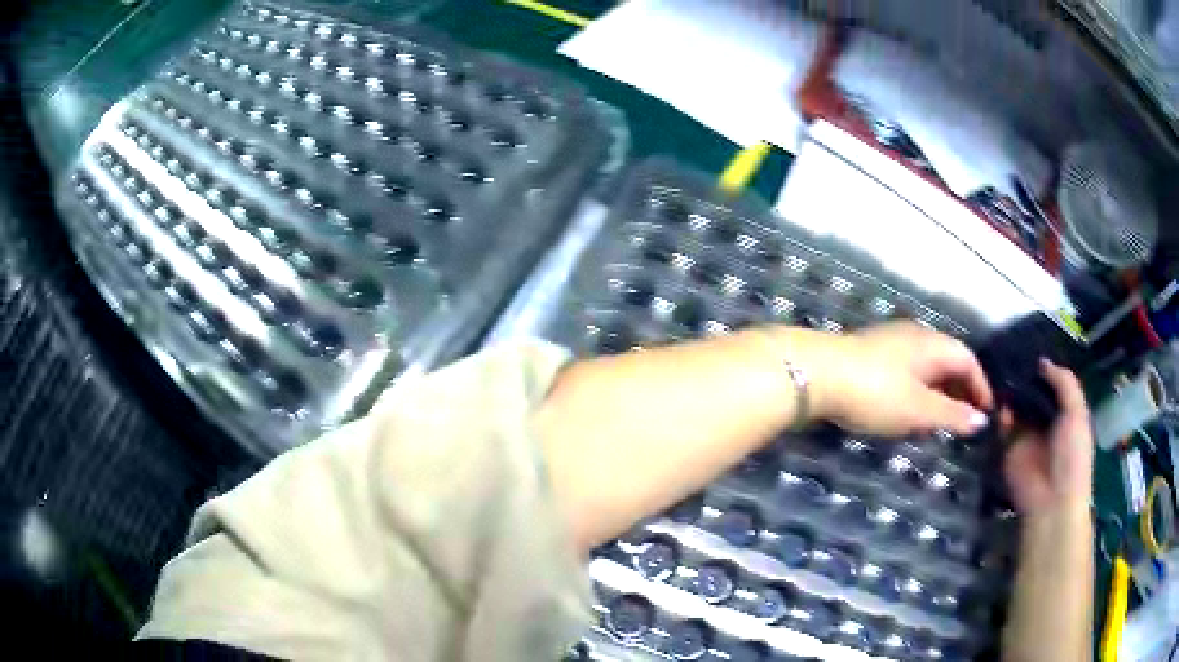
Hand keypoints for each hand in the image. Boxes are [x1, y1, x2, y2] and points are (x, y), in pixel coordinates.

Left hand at [805, 321, 992, 436]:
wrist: (817, 374)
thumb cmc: (876, 392)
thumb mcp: (919, 410)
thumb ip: (951, 415)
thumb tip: (981, 420)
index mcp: (933, 344)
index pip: (968, 359)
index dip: (981, 385)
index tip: (987, 413)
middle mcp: (915, 335)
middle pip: (948, 359)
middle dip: (961, 389)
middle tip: (966, 419)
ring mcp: (891, 341)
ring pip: (927, 365)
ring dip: (939, 390)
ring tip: (942, 419)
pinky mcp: (870, 353)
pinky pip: (908, 370)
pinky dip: (919, 389)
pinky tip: (910, 409)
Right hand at [1003, 360, 1093, 514]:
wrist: (1051, 500)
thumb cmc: (1072, 455)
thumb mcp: (1077, 413)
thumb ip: (1064, 383)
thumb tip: (1042, 362)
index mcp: (1065, 411)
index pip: (1053, 382)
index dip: (1045, 365)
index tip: (1031, 342)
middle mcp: (1045, 419)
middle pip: (1033, 391)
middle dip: (1024, 374)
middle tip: (1009, 348)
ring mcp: (1026, 433)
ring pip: (1016, 405)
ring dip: (1010, 390)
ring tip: (998, 366)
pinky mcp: (1008, 447)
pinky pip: (1002, 424)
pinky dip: (999, 411)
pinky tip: (996, 396)